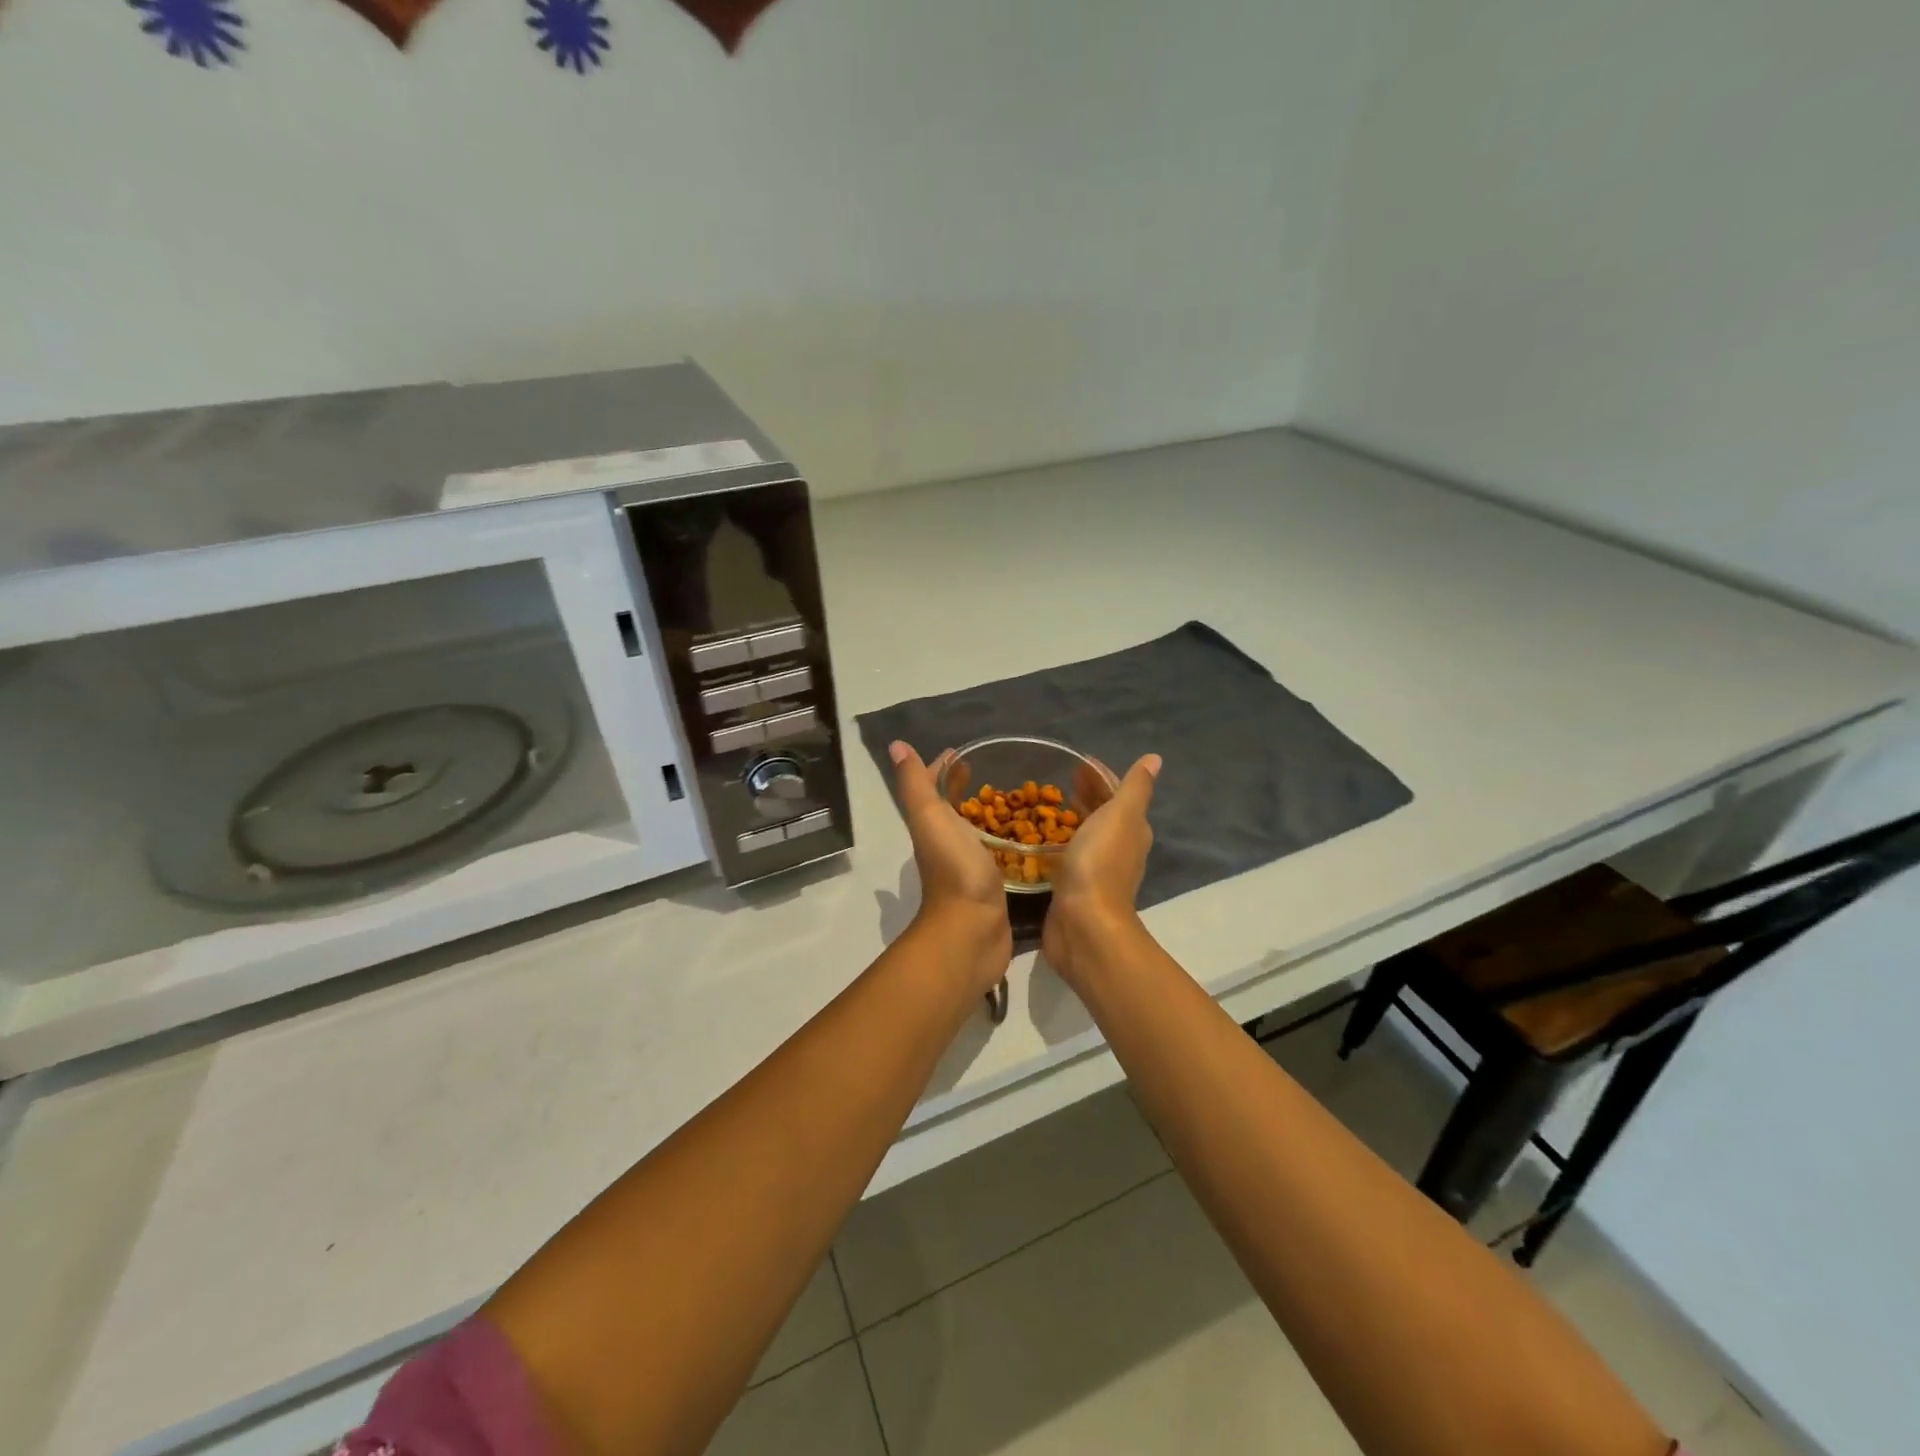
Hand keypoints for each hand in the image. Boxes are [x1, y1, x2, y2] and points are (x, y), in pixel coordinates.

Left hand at [889, 741, 1012, 992]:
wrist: (972, 930)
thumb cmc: (954, 869)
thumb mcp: (930, 818)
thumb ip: (916, 784)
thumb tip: (896, 745)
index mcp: (932, 826)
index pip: (933, 789)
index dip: (943, 769)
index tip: (965, 753)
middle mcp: (947, 844)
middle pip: (954, 809)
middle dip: (968, 789)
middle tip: (996, 772)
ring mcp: (969, 866)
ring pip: (976, 832)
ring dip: (988, 815)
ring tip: (1016, 798)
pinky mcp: (992, 885)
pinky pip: (997, 854)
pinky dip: (1006, 840)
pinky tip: (1027, 837)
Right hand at [1042, 754, 1161, 989]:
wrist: (1084, 923)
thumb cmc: (1101, 863)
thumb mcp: (1121, 815)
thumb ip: (1135, 787)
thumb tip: (1155, 759)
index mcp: (1131, 829)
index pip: (1118, 793)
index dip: (1101, 776)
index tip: (1078, 762)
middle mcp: (1118, 849)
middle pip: (1102, 813)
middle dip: (1085, 794)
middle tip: (1059, 779)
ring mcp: (1095, 869)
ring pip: (1085, 834)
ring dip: (1071, 818)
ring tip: (1045, 803)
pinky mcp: (1073, 887)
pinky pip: (1067, 856)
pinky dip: (1058, 842)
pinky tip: (1038, 839)